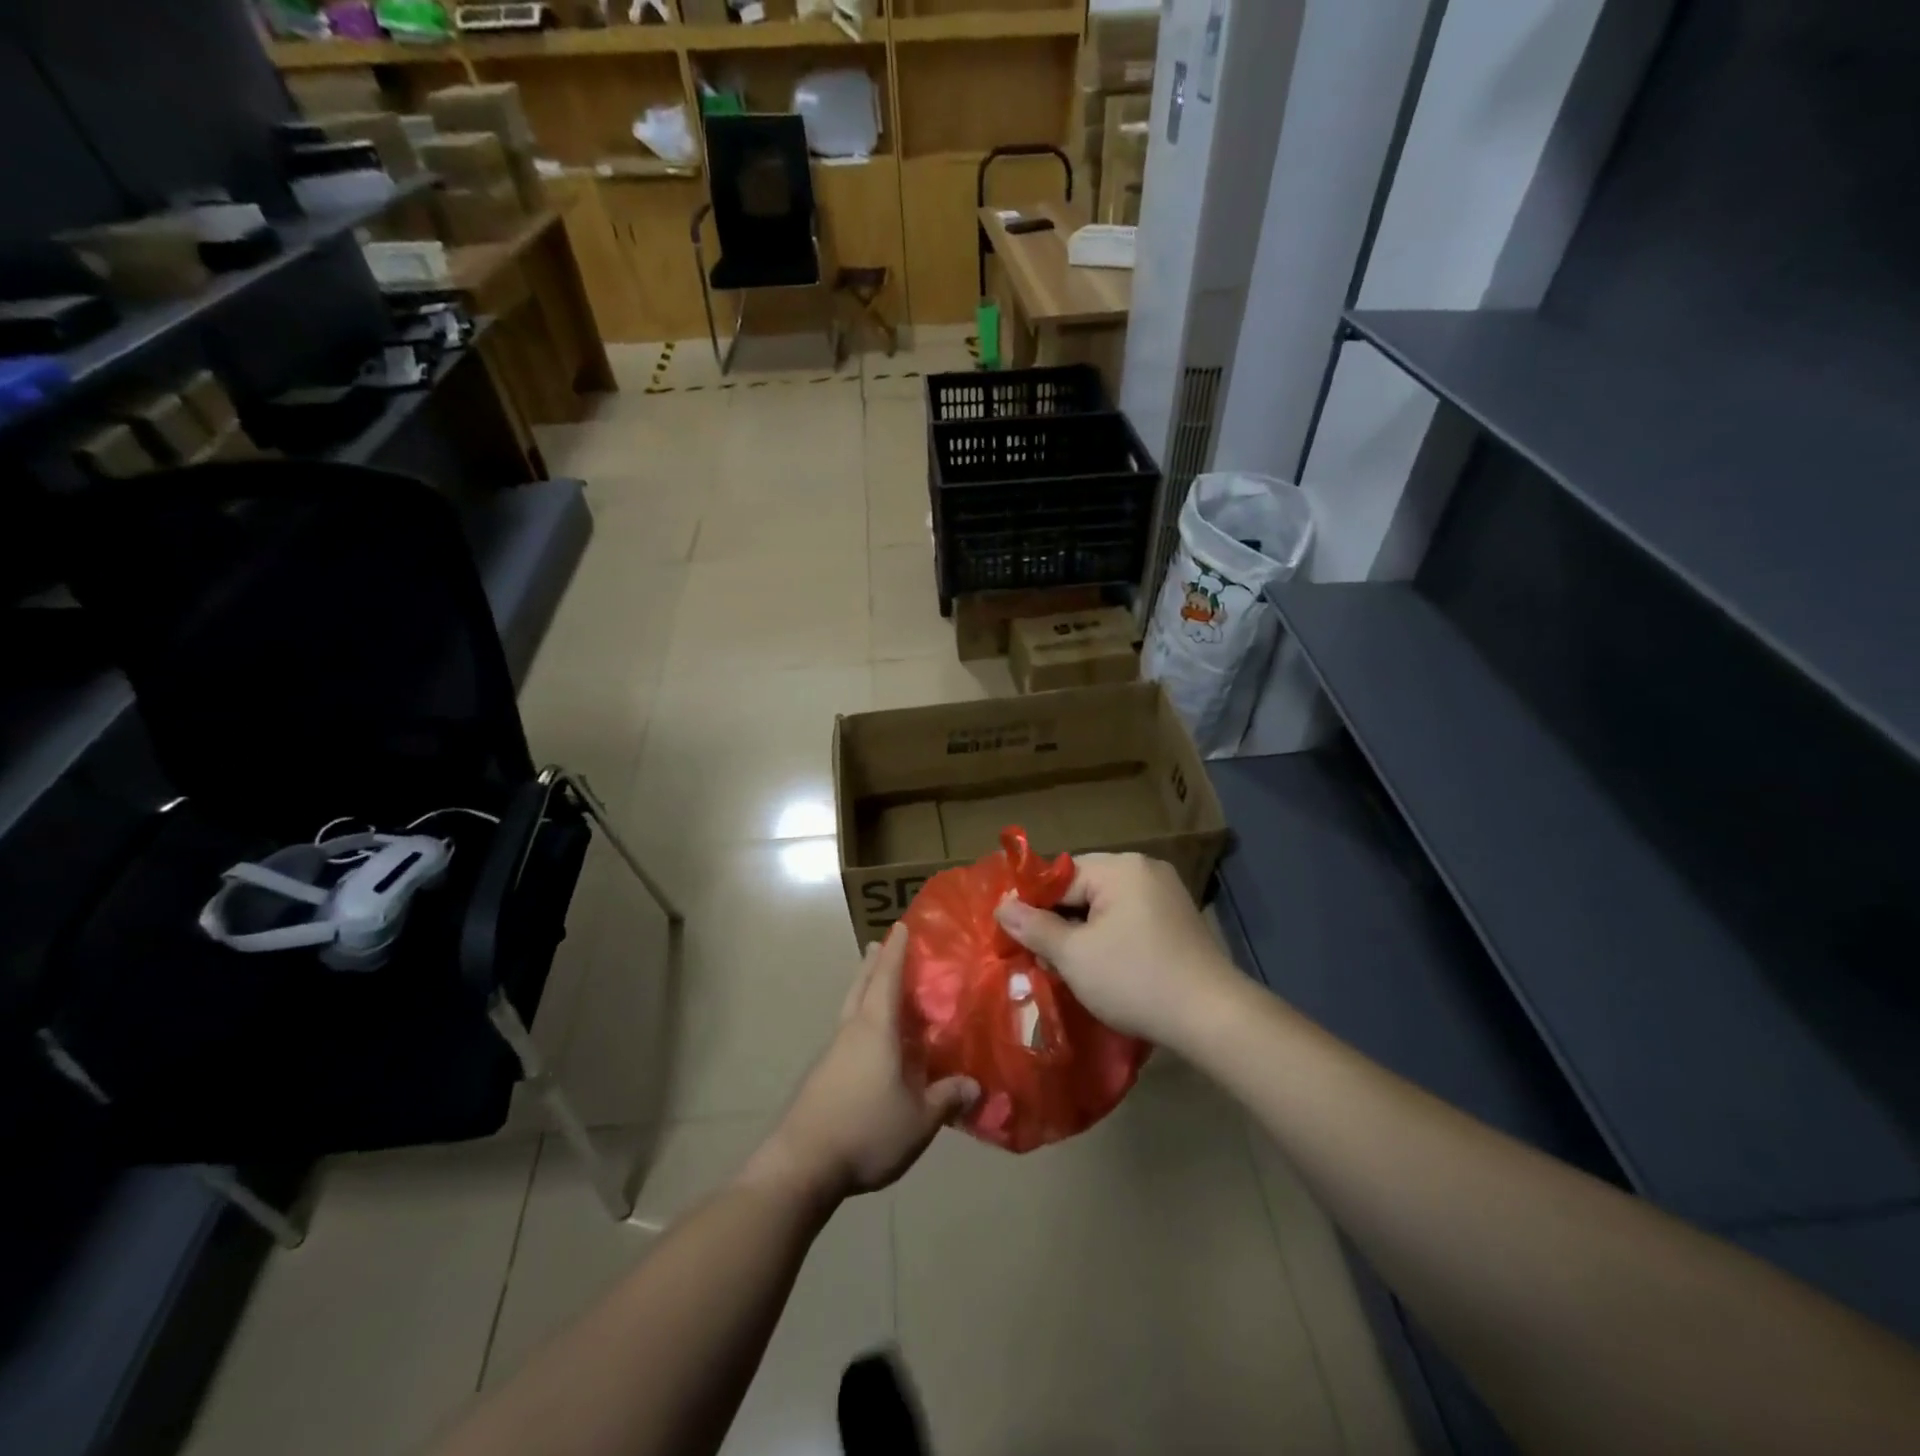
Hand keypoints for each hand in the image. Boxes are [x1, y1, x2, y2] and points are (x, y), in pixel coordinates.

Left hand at [744, 925, 978, 1206]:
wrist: (801, 1165)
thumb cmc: (866, 1130)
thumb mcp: (919, 1120)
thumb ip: (947, 1098)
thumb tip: (975, 1085)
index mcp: (876, 1029)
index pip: (888, 978)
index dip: (897, 951)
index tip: (901, 925)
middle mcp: (851, 1031)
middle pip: (861, 985)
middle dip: (873, 963)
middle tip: (880, 943)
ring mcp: (832, 1052)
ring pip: (850, 1008)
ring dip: (863, 989)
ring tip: (876, 984)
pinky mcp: (822, 1075)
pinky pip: (846, 1032)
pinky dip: (859, 1020)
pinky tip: (870, 1041)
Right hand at [993, 853, 1238, 1046]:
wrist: (1212, 1018)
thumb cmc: (1135, 979)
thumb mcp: (1074, 955)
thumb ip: (1034, 927)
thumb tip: (1002, 905)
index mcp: (1120, 867)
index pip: (1060, 876)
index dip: (1033, 905)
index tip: (1014, 936)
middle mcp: (1145, 869)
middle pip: (1083, 887)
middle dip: (1059, 920)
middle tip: (1039, 957)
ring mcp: (1166, 893)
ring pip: (1105, 905)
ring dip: (1083, 932)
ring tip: (1066, 966)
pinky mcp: (1177, 920)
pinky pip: (1129, 918)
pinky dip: (1109, 937)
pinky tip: (1102, 967)